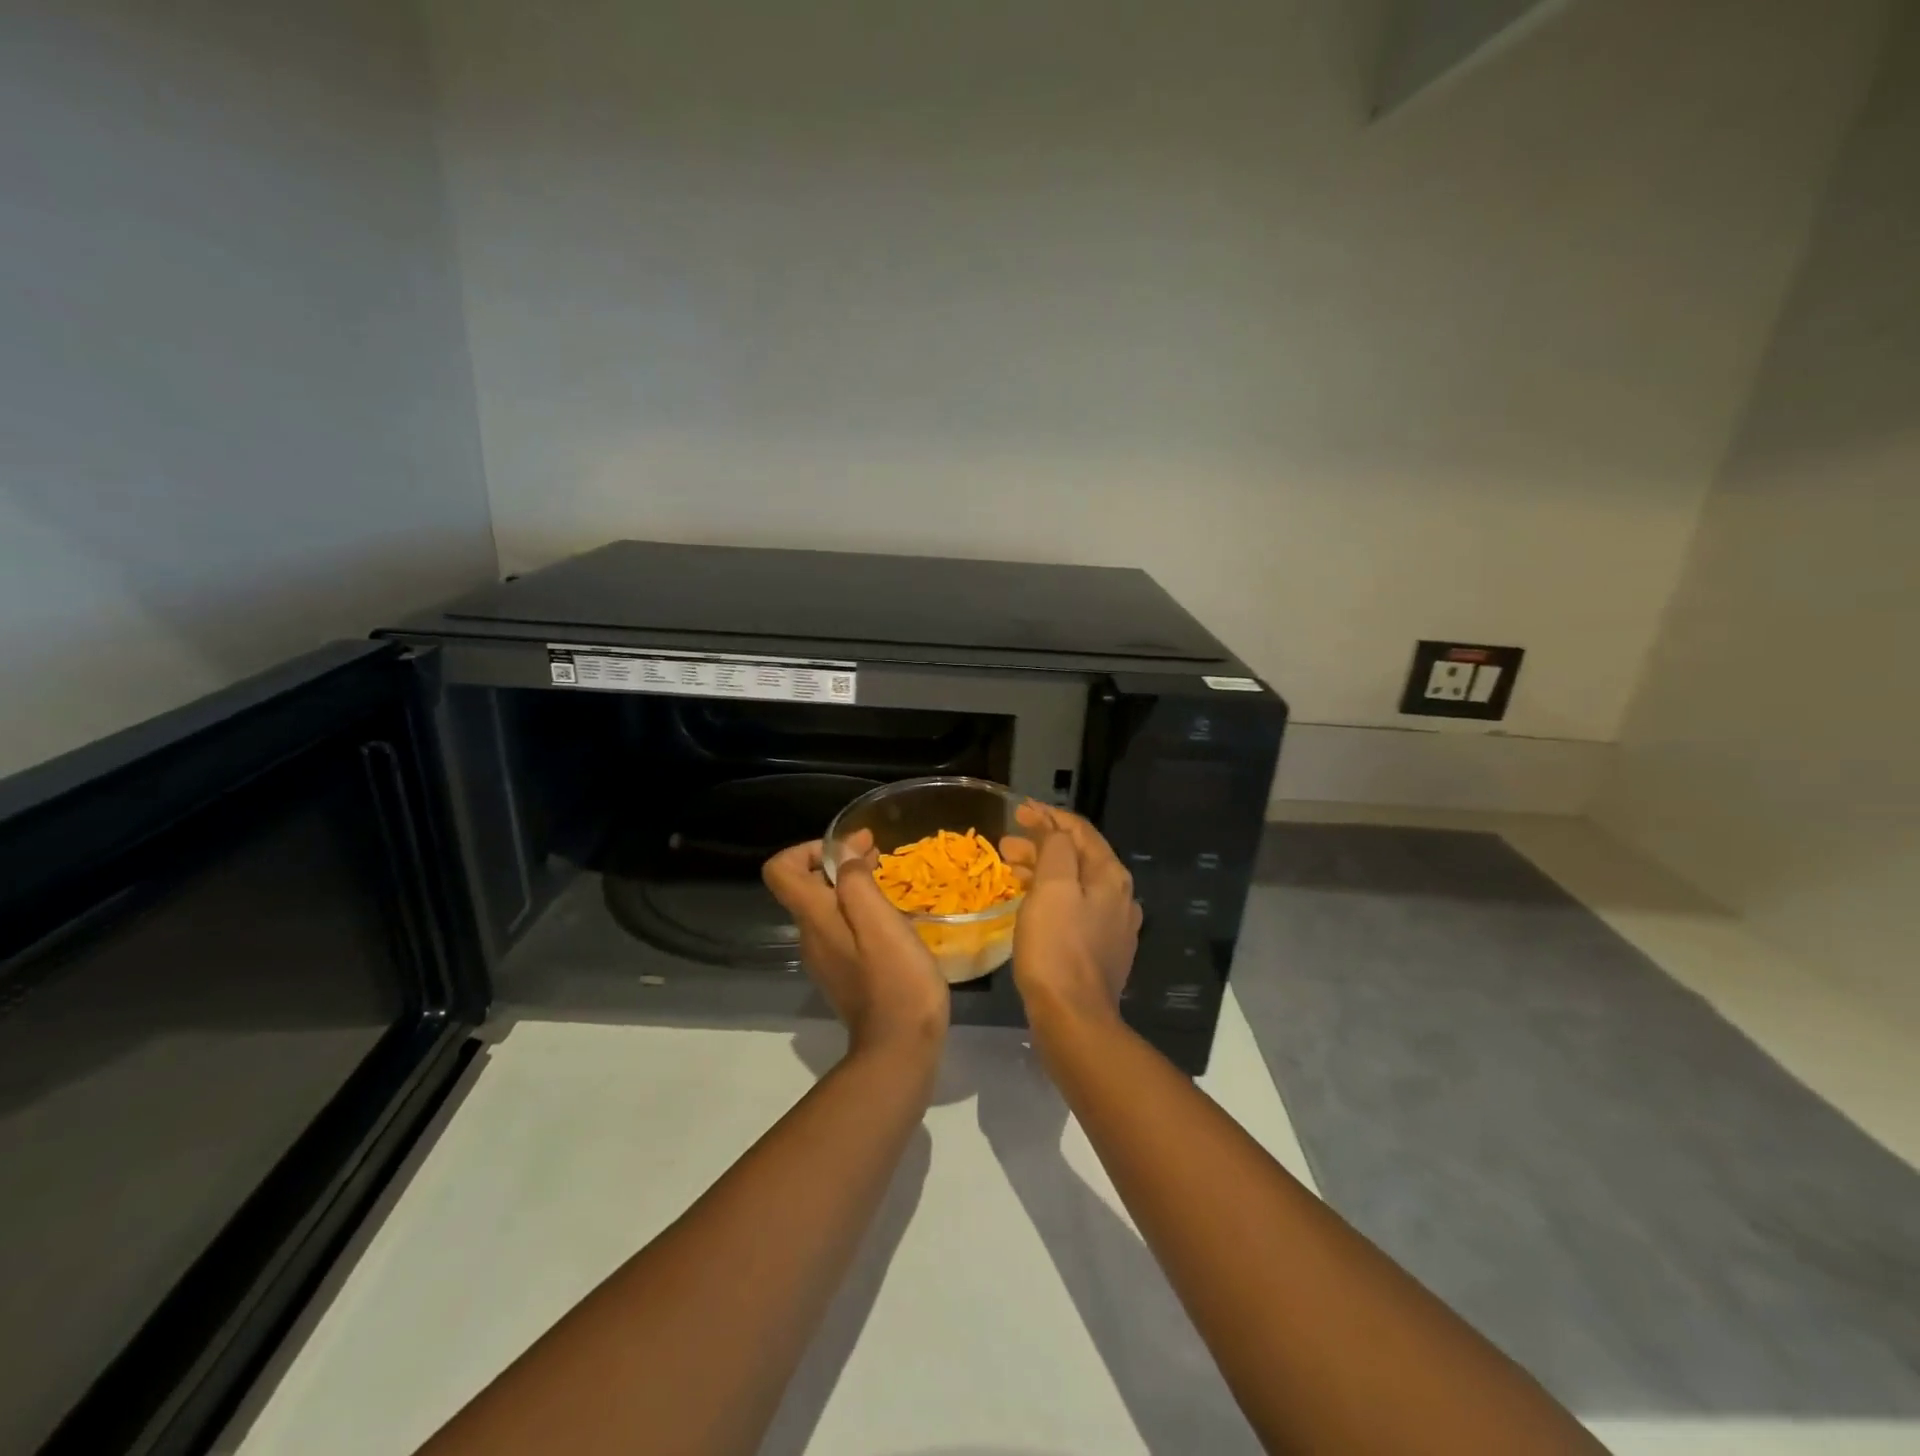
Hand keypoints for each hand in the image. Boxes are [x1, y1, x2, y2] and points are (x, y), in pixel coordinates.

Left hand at [763, 833, 949, 1056]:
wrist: (900, 1049)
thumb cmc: (895, 980)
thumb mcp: (880, 922)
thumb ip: (856, 882)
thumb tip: (844, 855)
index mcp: (814, 919)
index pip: (780, 870)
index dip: (807, 849)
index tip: (847, 849)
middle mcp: (811, 936)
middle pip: (804, 886)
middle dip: (837, 863)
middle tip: (877, 854)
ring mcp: (826, 959)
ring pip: (826, 908)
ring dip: (850, 886)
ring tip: (887, 880)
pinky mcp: (844, 974)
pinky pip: (842, 929)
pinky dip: (860, 911)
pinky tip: (891, 918)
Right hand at [1002, 804, 1141, 1030]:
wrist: (1073, 1019)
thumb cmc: (1057, 948)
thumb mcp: (1052, 887)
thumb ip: (1055, 848)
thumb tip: (1052, 828)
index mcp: (1111, 876)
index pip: (1080, 831)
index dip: (1048, 816)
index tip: (1018, 811)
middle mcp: (1119, 897)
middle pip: (1078, 856)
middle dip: (1041, 844)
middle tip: (1006, 845)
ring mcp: (1113, 927)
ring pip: (1075, 884)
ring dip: (1043, 870)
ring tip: (1010, 871)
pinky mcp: (1101, 951)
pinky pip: (1075, 909)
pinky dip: (1051, 897)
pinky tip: (1031, 905)